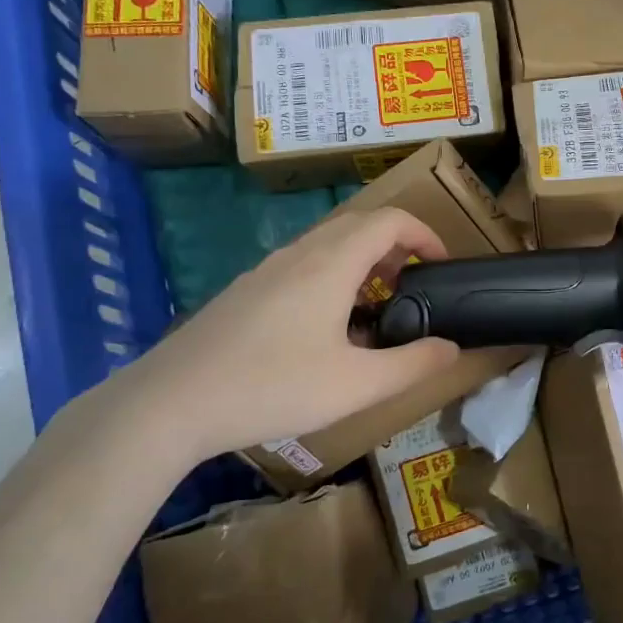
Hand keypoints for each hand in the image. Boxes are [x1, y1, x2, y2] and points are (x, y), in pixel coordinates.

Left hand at [88, 208, 458, 466]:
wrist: (171, 402)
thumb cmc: (272, 387)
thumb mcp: (356, 385)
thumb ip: (412, 365)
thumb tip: (451, 348)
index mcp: (331, 263)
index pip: (389, 220)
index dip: (425, 234)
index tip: (442, 266)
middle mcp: (299, 254)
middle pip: (359, 226)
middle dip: (396, 247)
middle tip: (413, 289)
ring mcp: (266, 270)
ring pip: (327, 245)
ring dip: (362, 262)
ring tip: (375, 310)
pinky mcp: (245, 291)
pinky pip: (302, 265)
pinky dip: (332, 277)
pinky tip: (324, 330)